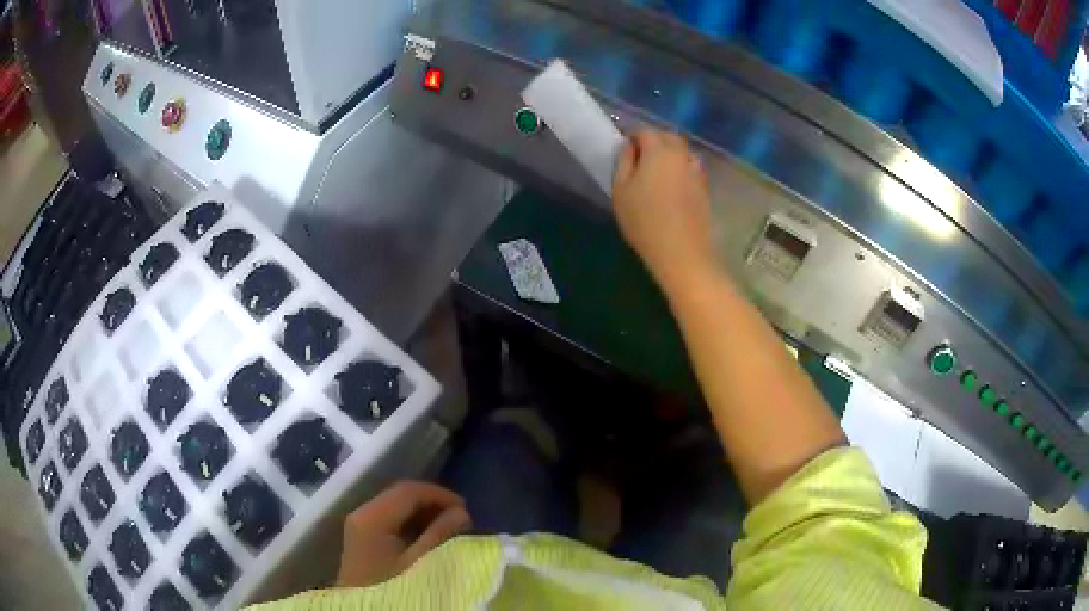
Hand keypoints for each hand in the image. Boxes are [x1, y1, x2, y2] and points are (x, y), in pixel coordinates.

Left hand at [336, 481, 471, 587]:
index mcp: (372, 516)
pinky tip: (428, 540)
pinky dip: (411, 525)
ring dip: (423, 515)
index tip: (466, 509)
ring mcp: (359, 528)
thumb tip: (461, 512)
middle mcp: (361, 515)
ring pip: (395, 509)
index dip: (439, 494)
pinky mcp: (362, 541)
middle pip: (399, 497)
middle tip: (460, 520)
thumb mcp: (421, 563)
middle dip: (432, 504)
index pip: (408, 490)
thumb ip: (441, 534)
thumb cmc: (393, 587)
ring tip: (448, 531)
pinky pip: (390, 522)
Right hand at [613, 129, 715, 293]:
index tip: (623, 150)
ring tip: (655, 172)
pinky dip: (679, 169)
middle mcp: (681, 154)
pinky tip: (671, 186)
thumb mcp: (620, 190)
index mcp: (659, 150)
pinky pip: (689, 168)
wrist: (681, 252)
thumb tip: (629, 146)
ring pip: (681, 152)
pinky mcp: (704, 187)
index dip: (631, 137)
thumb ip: (623, 161)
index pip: (644, 130)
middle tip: (638, 159)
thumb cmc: (644, 220)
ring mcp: (696, 170)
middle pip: (667, 137)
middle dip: (652, 141)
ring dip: (668, 155)